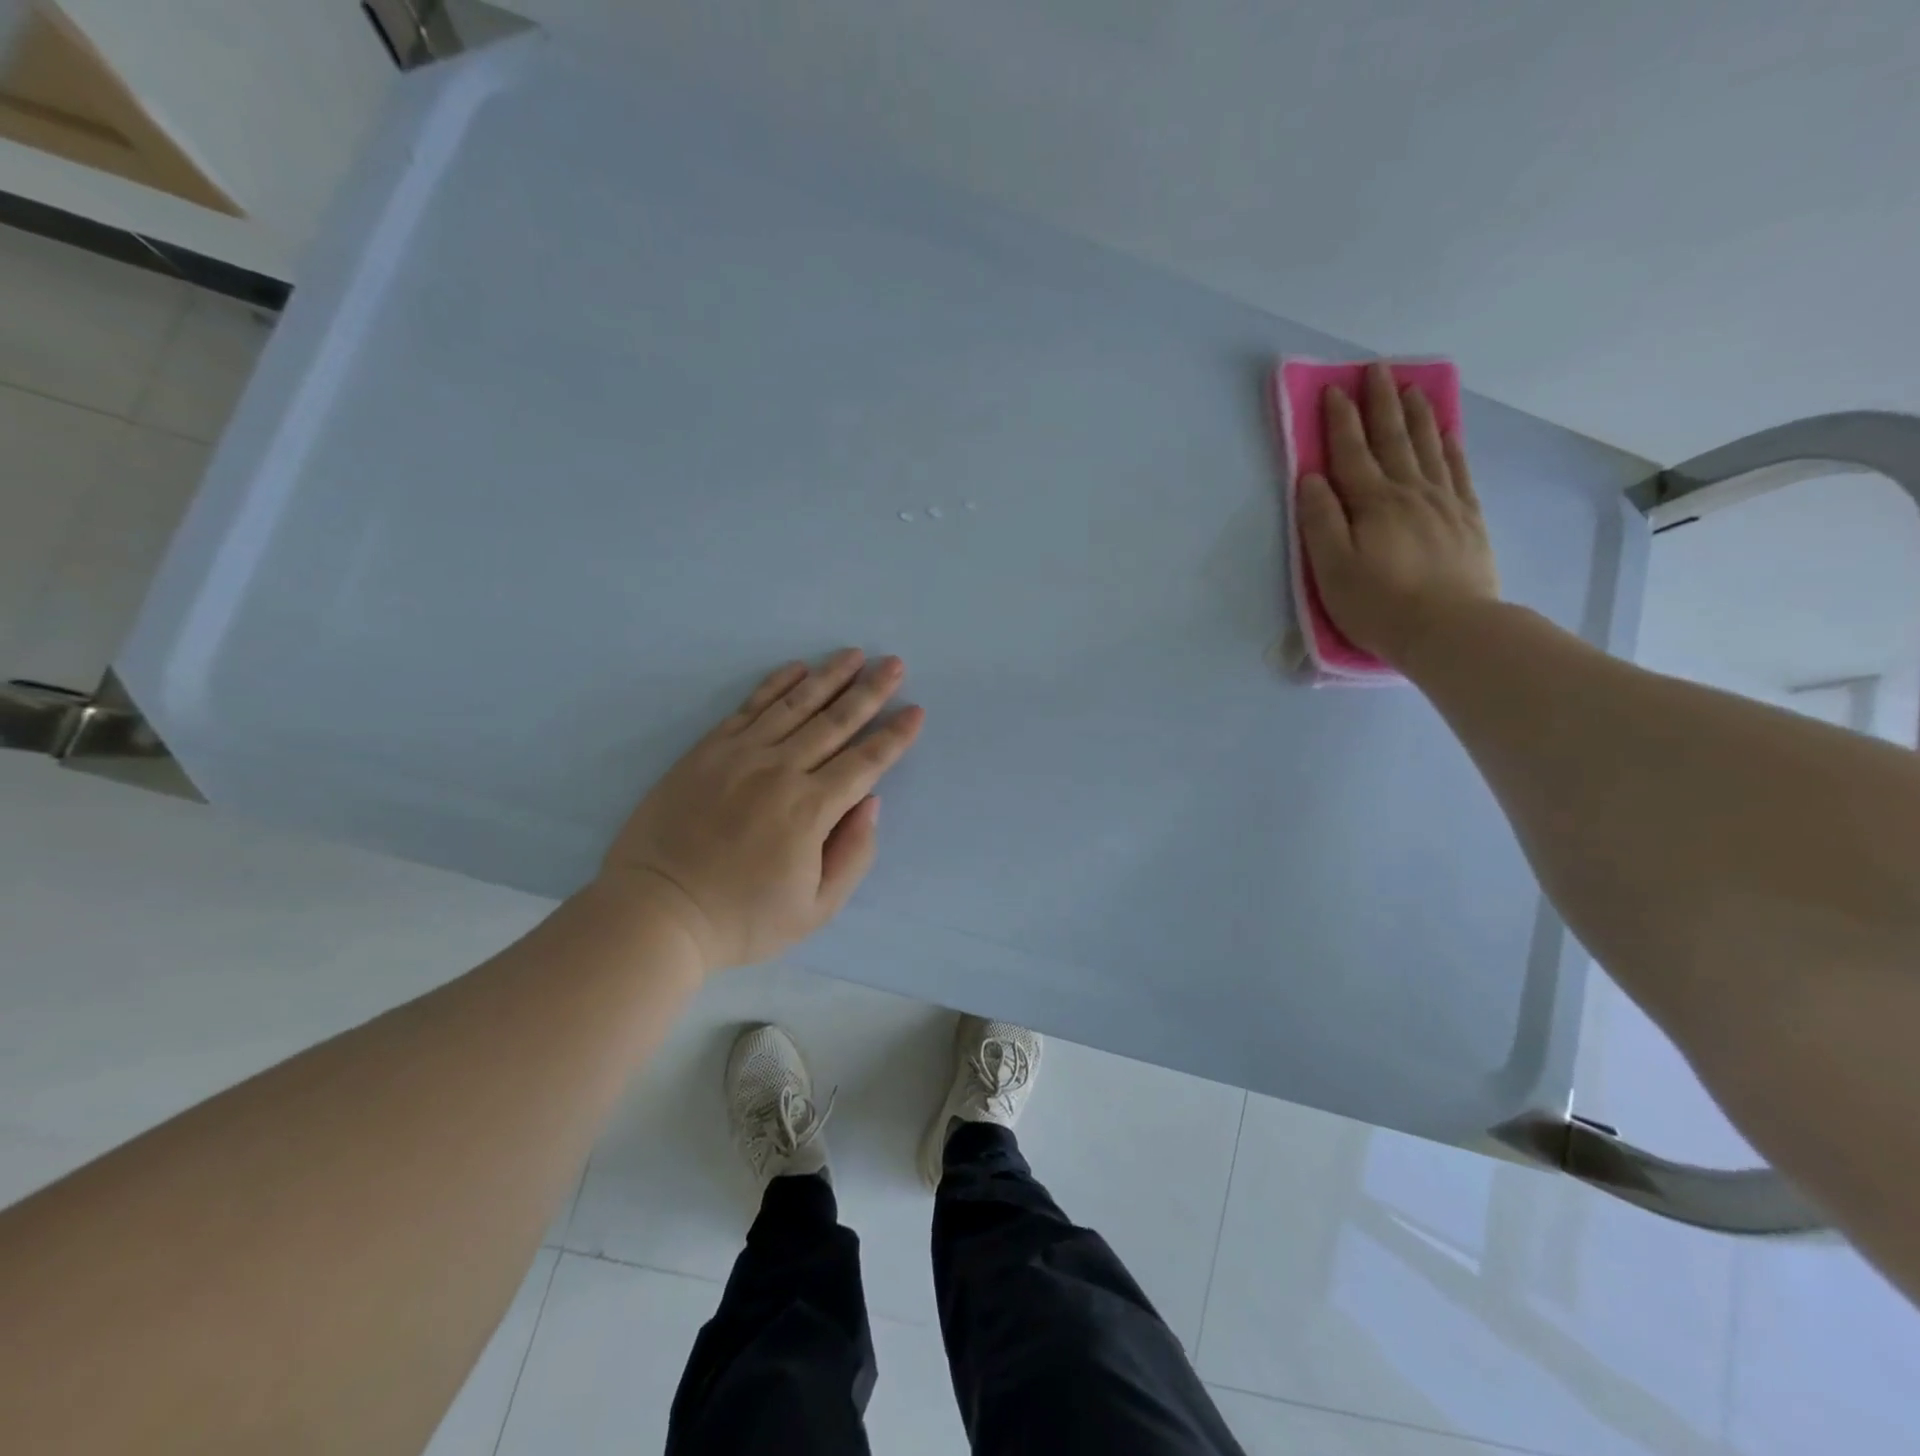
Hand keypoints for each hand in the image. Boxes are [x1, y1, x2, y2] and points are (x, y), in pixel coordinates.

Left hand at [601, 650, 924, 970]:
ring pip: (795, 704)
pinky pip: (749, 707)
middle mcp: (780, 771)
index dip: (894, 736)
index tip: (915, 710)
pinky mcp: (708, 750)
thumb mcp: (815, 910)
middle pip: (835, 722)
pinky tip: (797, 667)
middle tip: (894, 663)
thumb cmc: (742, 920)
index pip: (865, 762)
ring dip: (829, 676)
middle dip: (870, 691)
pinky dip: (775, 683)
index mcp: (810, 810)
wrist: (657, 912)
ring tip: (854, 654)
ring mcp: (740, 755)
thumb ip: (852, 854)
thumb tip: (870, 802)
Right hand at [1296, 360, 1499, 665]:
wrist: (1449, 629)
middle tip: (1376, 369)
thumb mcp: (1332, 569)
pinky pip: (1458, 470)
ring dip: (1416, 415)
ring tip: (1410, 387)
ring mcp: (1444, 502)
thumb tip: (1311, 478)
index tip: (1333, 389)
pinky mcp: (1467, 518)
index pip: (1350, 453)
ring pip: (1428, 446)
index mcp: (1372, 503)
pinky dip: (1449, 446)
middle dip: (1380, 403)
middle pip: (1392, 439)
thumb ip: (1320, 521)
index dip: (1340, 420)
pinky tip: (1446, 432)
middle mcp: (1409, 492)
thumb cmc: (1378, 604)